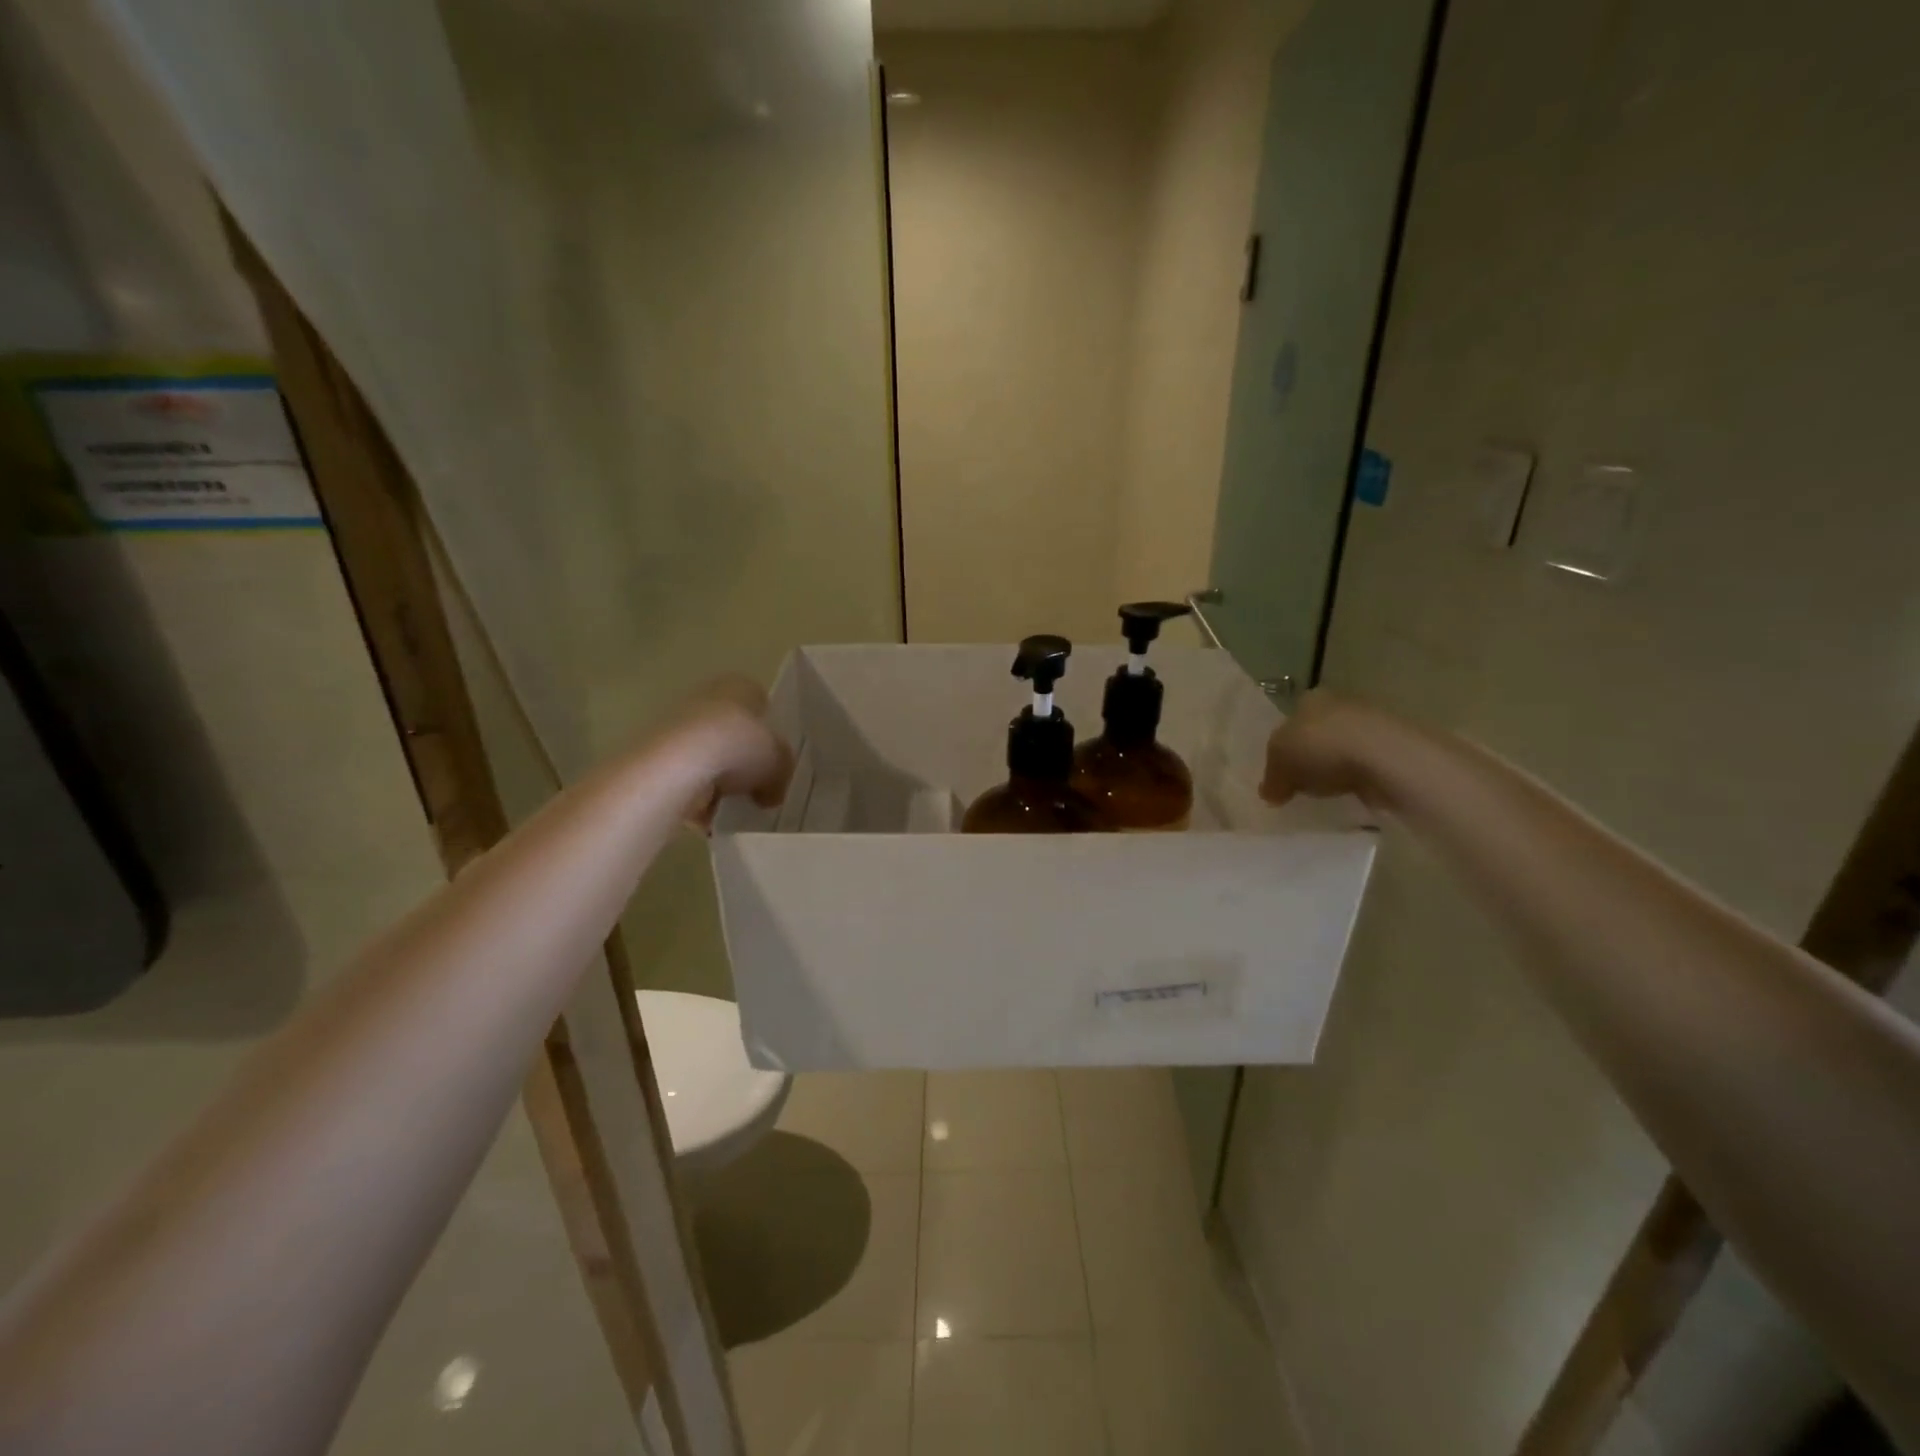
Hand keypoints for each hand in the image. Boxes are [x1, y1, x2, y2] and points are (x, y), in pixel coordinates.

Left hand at [665, 676, 793, 827]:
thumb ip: (780, 774)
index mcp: (741, 687)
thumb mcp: (779, 764)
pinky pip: (682, 778)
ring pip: (704, 756)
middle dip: (739, 760)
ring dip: (715, 782)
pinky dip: (693, 797)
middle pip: (730, 730)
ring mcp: (675, 723)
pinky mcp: (654, 752)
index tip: (772, 759)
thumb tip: (771, 793)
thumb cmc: (740, 748)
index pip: (759, 704)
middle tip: (753, 788)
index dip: (768, 733)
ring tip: (729, 808)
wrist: (679, 763)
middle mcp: (706, 696)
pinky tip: (705, 818)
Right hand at [1259, 689, 1387, 808]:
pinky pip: (1365, 765)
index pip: (1290, 722)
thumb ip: (1271, 778)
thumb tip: (1269, 793)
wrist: (1384, 756)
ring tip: (1327, 794)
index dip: (1282, 750)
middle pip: (1316, 734)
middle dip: (1308, 758)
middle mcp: (1340, 703)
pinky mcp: (1393, 747)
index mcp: (1309, 698)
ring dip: (1335, 769)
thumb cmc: (1320, 748)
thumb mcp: (1279, 763)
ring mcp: (1370, 723)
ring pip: (1342, 749)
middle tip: (1300, 786)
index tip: (1281, 774)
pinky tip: (1352, 794)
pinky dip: (1358, 778)